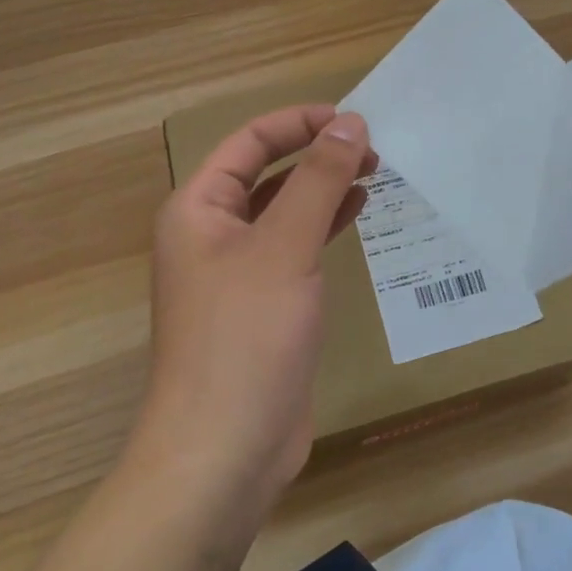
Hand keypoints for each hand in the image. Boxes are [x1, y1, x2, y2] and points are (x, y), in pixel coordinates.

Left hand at [131, 105, 375, 514]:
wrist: (224, 452)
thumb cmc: (245, 338)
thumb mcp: (285, 247)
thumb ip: (317, 180)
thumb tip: (349, 123)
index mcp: (198, 209)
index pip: (249, 142)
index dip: (299, 123)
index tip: (353, 119)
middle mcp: (211, 234)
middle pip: (266, 173)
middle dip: (316, 154)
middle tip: (373, 149)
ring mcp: (236, 273)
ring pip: (283, 211)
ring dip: (323, 188)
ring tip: (372, 174)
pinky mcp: (262, 306)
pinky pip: (293, 248)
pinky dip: (323, 226)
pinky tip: (355, 215)